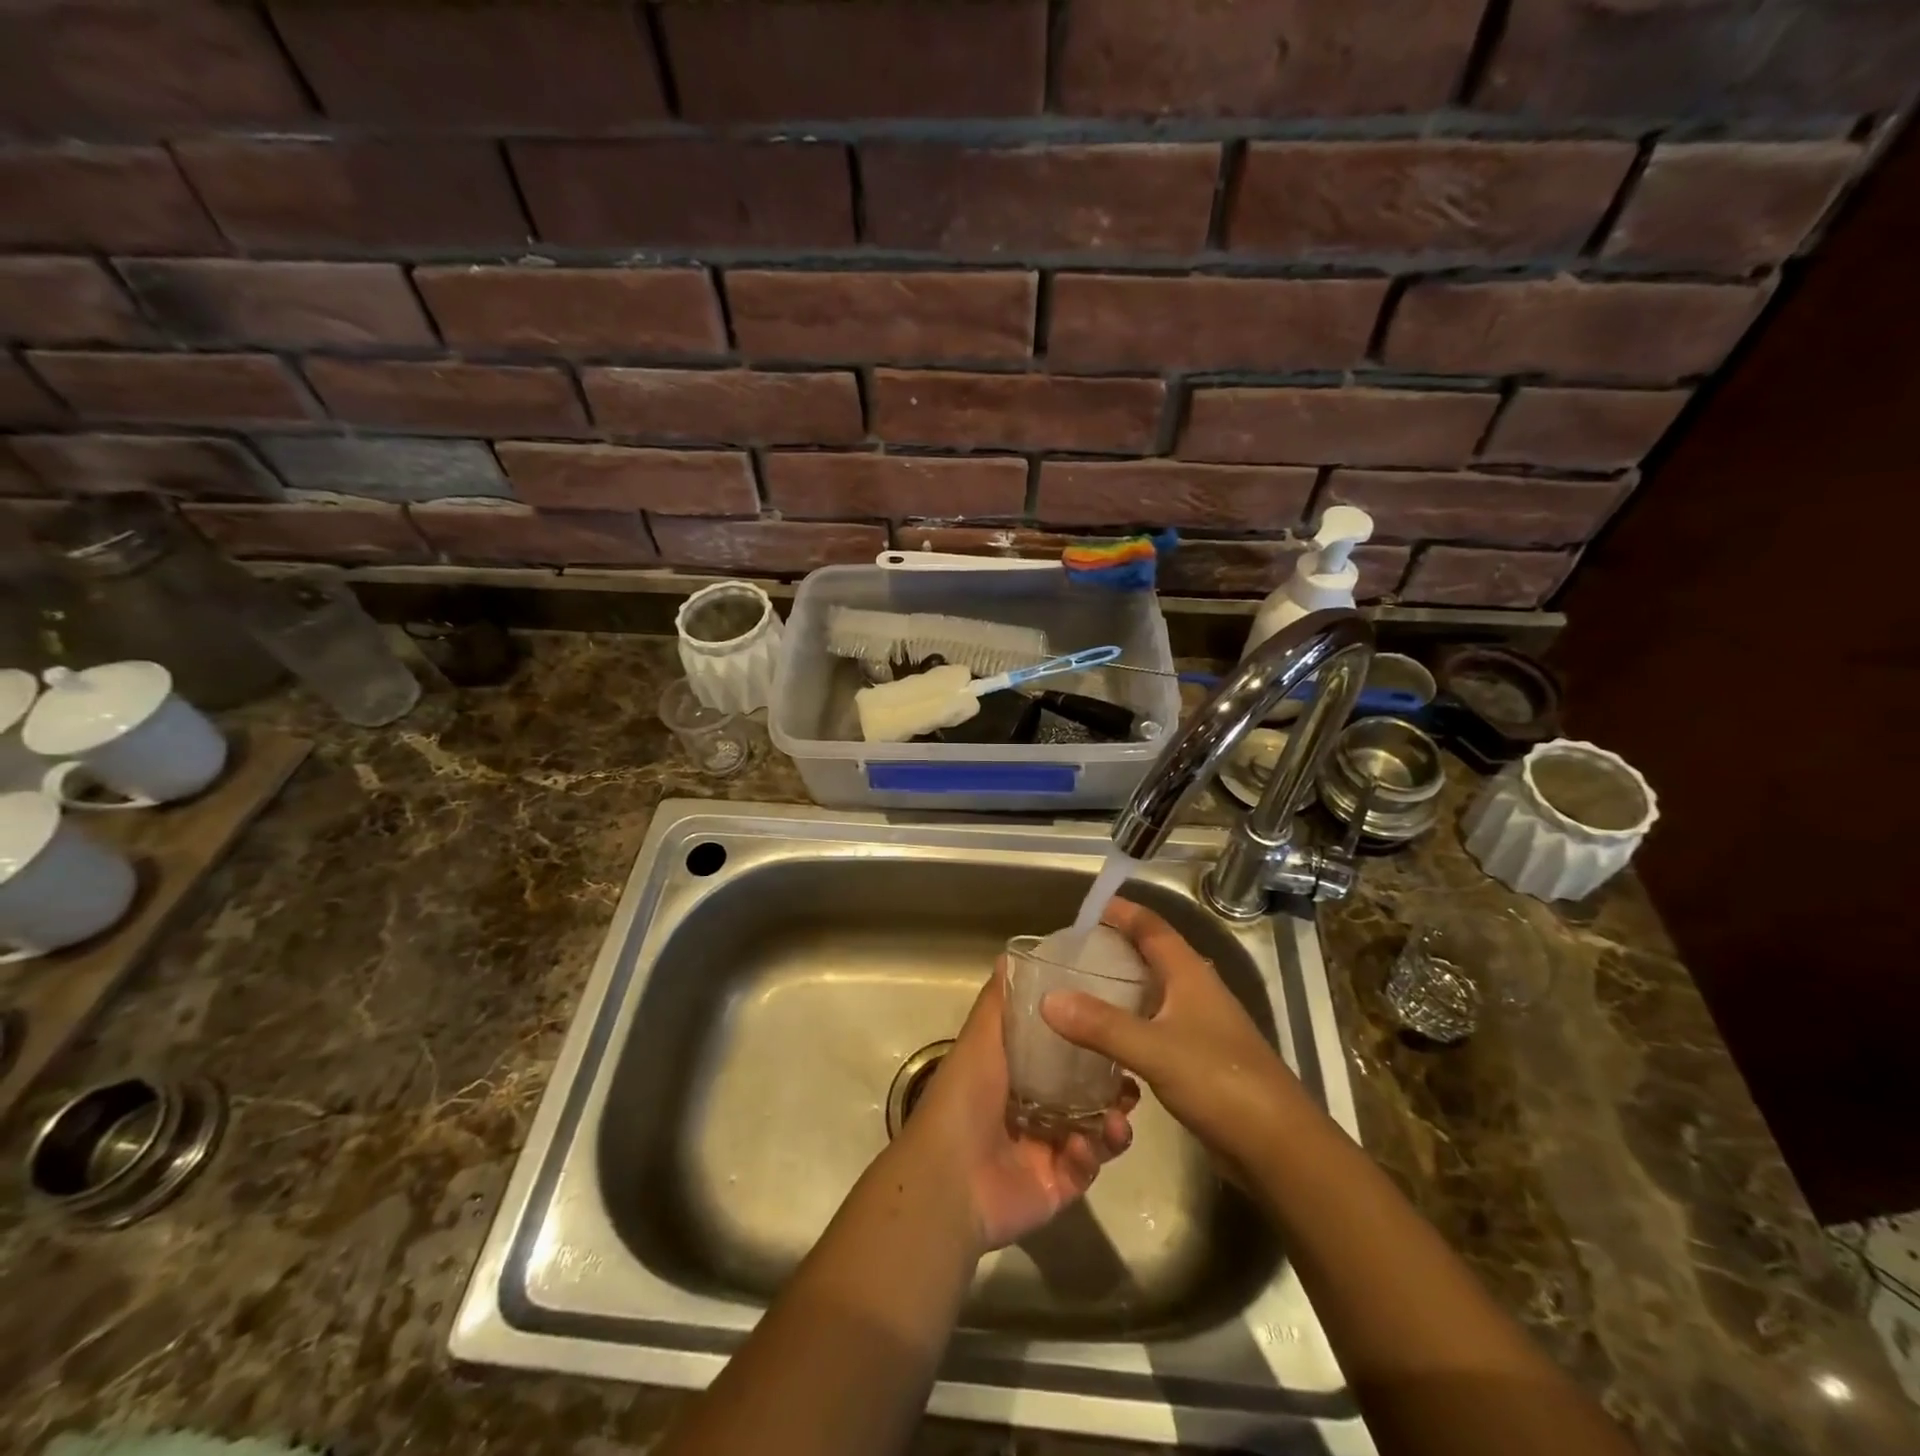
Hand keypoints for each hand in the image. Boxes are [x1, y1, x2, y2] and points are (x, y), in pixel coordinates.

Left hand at [896, 967, 1135, 1253]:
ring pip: (1095, 1128)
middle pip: (1084, 1090)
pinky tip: (1087, 1145)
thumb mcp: (980, 1038)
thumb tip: (1009, 954)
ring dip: (1112, 1119)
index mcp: (1014, 1073)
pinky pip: (1087, 1166)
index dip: (1087, 1037)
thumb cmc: (965, 1098)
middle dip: (1112, 1082)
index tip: (1116, 1020)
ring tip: (1123, 1112)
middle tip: (1132, 1074)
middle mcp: (1033, 1108)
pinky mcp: (1058, 1184)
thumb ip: (999, 1001)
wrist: (951, 1179)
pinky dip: (1093, 1154)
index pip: (1060, 1051)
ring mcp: (1047, 1148)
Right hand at [1040, 897, 1305, 1179]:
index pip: (1152, 927)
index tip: (1086, 907)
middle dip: (1116, 947)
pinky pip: (1156, 1027)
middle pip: (1153, 956)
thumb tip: (1048, 999)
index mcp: (1190, 974)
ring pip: (1154, 993)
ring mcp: (1201, 1026)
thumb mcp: (1154, 1050)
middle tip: (1073, 952)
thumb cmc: (1220, 1082)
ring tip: (1080, 992)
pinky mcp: (1200, 1059)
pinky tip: (1105, 1042)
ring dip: (1122, 988)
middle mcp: (1196, 992)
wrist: (1278, 1146)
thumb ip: (1101, 1025)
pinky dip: (1130, 1025)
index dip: (1122, 912)